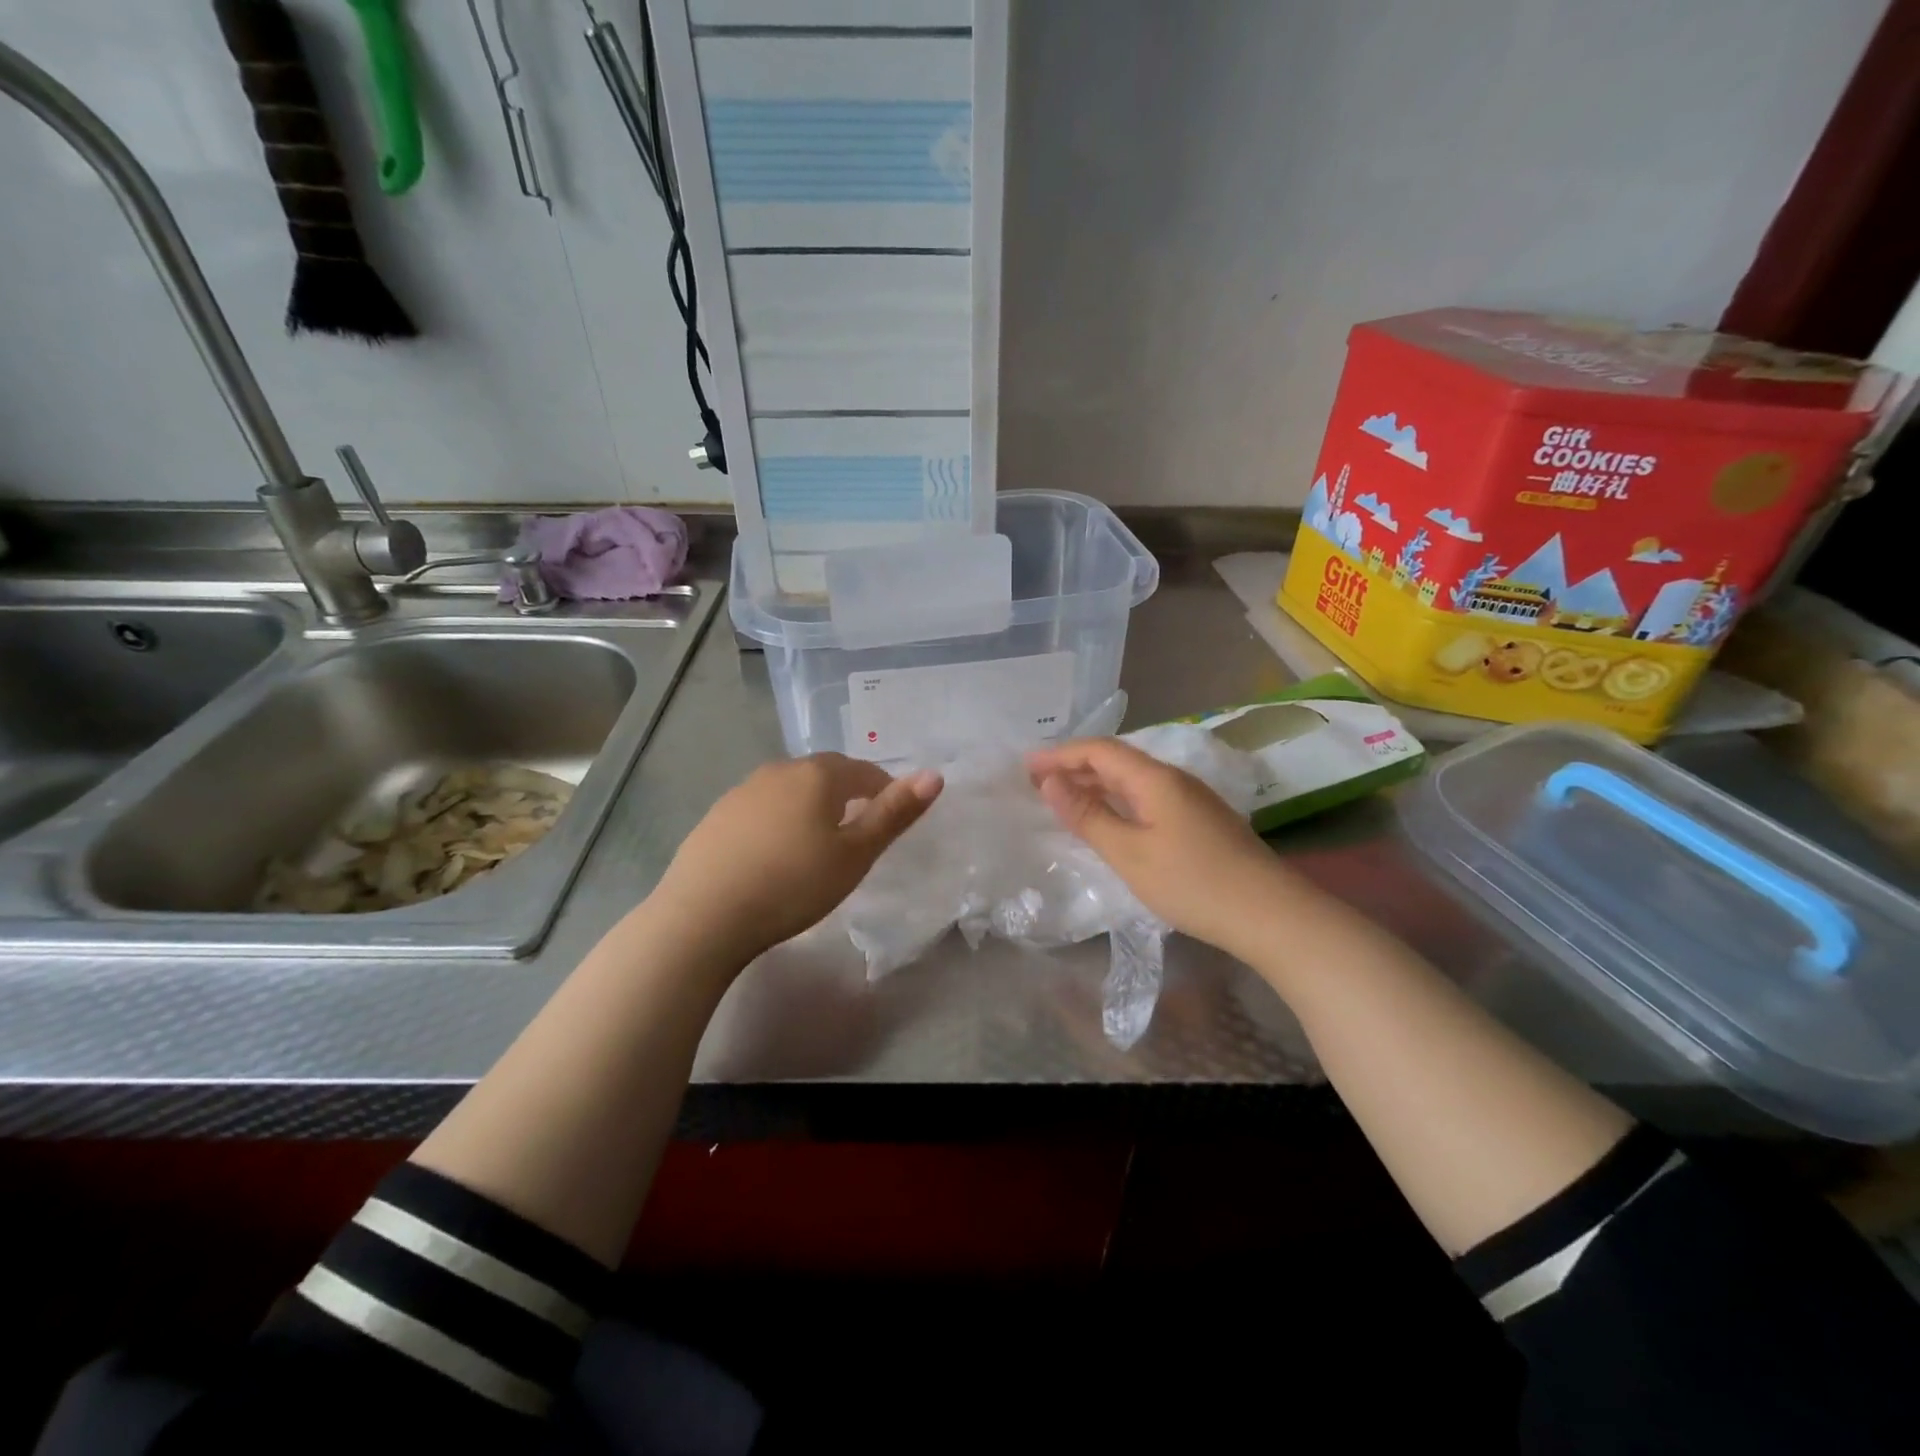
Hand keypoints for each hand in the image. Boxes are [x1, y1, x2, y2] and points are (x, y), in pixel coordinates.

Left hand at [650, 754, 941, 964]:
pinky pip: (762, 808)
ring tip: (818, 843)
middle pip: (825, 774)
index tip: (891, 819)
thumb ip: (894, 813)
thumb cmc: (793, 884)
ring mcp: (742, 791)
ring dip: (811, 806)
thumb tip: (934, 775)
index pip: (863, 771)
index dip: (884, 790)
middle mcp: (779, 771)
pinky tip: (774, 853)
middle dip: (848, 794)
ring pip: (791, 790)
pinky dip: (779, 821)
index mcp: (817, 775)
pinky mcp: (716, 816)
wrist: (703, 915)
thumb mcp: (855, 854)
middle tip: (859, 831)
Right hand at [1027, 737, 1289, 961]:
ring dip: (1095, 784)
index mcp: (1155, 778)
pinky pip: (1147, 796)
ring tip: (1063, 798)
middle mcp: (1173, 778)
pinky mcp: (1200, 820)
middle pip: (1116, 760)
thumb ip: (1088, 816)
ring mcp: (1191, 799)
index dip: (1060, 754)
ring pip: (1133, 779)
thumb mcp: (1129, 853)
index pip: (1099, 751)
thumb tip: (1050, 783)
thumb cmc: (1192, 883)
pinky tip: (1108, 819)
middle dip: (1074, 766)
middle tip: (1036, 782)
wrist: (1270, 914)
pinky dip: (1117, 800)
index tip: (1025, 766)